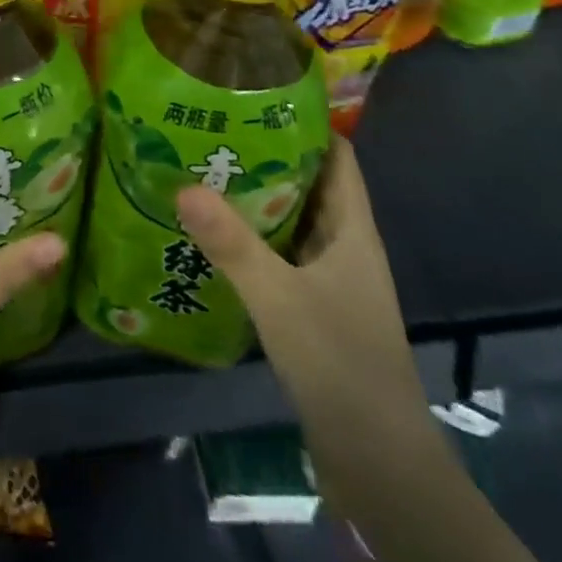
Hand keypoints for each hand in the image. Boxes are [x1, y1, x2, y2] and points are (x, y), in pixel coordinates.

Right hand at [176, 139, 427, 449]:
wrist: (380, 467)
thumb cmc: (341, 365)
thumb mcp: (280, 299)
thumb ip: (232, 243)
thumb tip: (182, 184)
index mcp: (352, 232)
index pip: (337, 157)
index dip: (306, 122)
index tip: (257, 93)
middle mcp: (344, 247)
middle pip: (308, 184)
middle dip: (265, 154)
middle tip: (210, 127)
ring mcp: (330, 281)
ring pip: (290, 221)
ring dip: (253, 198)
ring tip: (200, 169)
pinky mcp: (313, 310)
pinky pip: (279, 256)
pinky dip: (251, 239)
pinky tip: (211, 235)